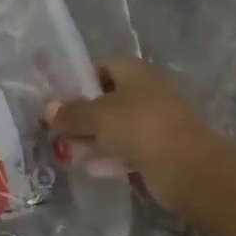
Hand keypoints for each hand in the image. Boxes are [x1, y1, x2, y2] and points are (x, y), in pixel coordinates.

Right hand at [47, 60, 232, 212]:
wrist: (187, 166)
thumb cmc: (140, 127)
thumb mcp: (98, 117)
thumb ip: (71, 113)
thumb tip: (48, 108)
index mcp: (135, 71)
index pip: (102, 67)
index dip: (79, 81)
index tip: (58, 101)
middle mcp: (147, 90)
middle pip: (108, 98)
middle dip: (83, 115)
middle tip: (58, 131)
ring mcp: (156, 120)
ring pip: (118, 126)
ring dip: (94, 138)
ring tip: (67, 153)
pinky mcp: (160, 149)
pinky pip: (129, 148)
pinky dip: (111, 156)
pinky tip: (91, 169)